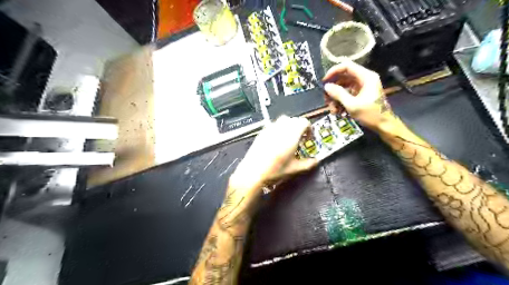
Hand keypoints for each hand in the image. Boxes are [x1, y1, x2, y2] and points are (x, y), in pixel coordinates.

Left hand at [231, 115, 316, 197]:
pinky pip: (273, 125)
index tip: (308, 137)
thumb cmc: (274, 170)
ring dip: (289, 126)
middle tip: (300, 139)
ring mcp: (270, 129)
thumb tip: (315, 161)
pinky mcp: (262, 132)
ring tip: (289, 138)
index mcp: (291, 135)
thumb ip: (307, 164)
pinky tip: (277, 141)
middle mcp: (281, 129)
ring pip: (283, 120)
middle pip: (294, 120)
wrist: (252, 172)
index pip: (303, 122)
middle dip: (299, 127)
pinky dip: (279, 129)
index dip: (309, 128)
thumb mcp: (294, 169)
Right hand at [324, 60, 395, 129]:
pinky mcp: (360, 95)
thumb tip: (326, 86)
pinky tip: (338, 112)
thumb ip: (338, 94)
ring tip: (332, 109)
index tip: (324, 82)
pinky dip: (340, 101)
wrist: (384, 126)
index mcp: (366, 77)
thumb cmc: (371, 114)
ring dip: (335, 97)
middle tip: (326, 99)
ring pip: (343, 87)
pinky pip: (347, 94)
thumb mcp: (352, 105)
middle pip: (343, 77)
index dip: (333, 72)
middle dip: (333, 88)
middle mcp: (364, 79)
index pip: (346, 66)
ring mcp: (362, 87)